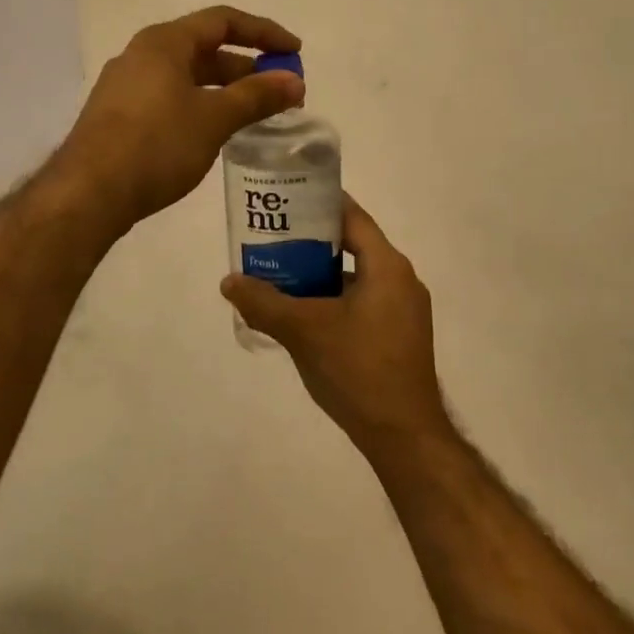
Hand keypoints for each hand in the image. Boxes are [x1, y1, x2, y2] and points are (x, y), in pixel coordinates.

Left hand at [58, 6, 303, 230]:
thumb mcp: (214, 118)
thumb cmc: (157, 145)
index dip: (264, 33)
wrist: (89, 193)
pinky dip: (201, 106)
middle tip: (279, 91)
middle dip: (246, 67)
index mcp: (164, 42)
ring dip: (224, 90)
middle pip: (205, 48)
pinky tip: (214, 132)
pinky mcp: (119, 116)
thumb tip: (295, 82)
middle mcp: (142, 55)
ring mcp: (126, 86)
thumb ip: (257, 96)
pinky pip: (170, 98)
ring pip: (187, 77)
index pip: (223, 21)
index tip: (294, 53)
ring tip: (254, 114)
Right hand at [221, 197, 449, 455]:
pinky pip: (363, 303)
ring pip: (356, 278)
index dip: (320, 204)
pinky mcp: (400, 336)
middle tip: (272, 239)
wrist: (403, 435)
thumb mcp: (304, 331)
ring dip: (321, 276)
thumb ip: (264, 303)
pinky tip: (304, 316)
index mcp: (388, 266)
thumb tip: (229, 282)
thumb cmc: (357, 369)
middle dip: (311, 243)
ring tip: (280, 276)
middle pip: (353, 246)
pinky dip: (334, 301)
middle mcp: (402, 280)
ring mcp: (404, 310)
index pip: (353, 217)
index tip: (286, 198)